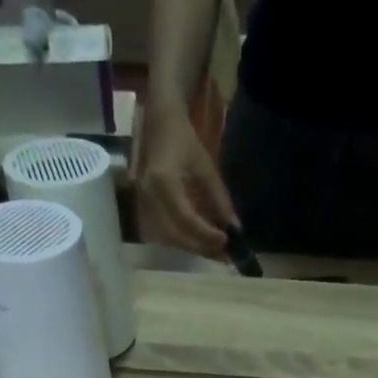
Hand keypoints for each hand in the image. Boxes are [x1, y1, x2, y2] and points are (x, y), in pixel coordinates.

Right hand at [138, 102, 237, 257]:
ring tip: (213, 251)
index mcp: (163, 181)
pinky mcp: (143, 207)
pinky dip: (182, 240)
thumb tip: (234, 228)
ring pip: (167, 237)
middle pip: (174, 234)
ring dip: (191, 247)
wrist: (159, 123)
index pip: (185, 218)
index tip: (227, 241)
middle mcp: (149, 195)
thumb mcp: (207, 167)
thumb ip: (220, 200)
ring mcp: (142, 202)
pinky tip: (198, 241)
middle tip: (222, 254)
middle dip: (199, 247)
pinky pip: (162, 232)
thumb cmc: (184, 140)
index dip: (206, 234)